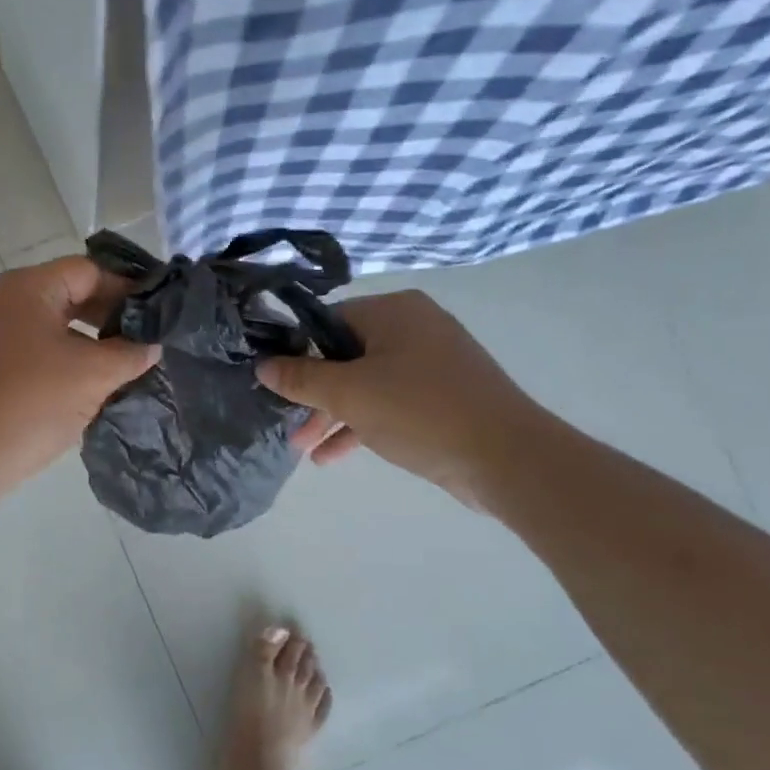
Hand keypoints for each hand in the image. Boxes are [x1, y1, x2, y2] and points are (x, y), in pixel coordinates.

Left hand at [0, 256, 157, 495]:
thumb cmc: (32, 403)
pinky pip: (43, 351)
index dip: (128, 289)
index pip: (91, 271)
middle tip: (149, 341)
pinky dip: (71, 361)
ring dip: (94, 342)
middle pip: (73, 294)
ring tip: (129, 365)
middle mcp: (8, 301)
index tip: (159, 316)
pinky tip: (96, 385)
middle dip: (112, 317)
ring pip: (59, 326)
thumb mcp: (94, 374)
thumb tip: (153, 343)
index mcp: (29, 287)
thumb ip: (131, 352)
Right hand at [258, 289, 551, 510]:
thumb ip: (301, 378)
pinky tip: (331, 457)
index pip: (329, 320)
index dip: (297, 351)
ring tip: (302, 449)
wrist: (507, 458)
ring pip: (366, 383)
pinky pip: (388, 403)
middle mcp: (414, 328)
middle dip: (313, 394)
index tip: (275, 382)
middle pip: (345, 354)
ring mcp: (431, 363)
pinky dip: (361, 425)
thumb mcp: (349, 394)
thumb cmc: (420, 411)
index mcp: (394, 312)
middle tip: (286, 423)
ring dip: (332, 415)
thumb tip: (262, 365)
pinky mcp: (441, 397)